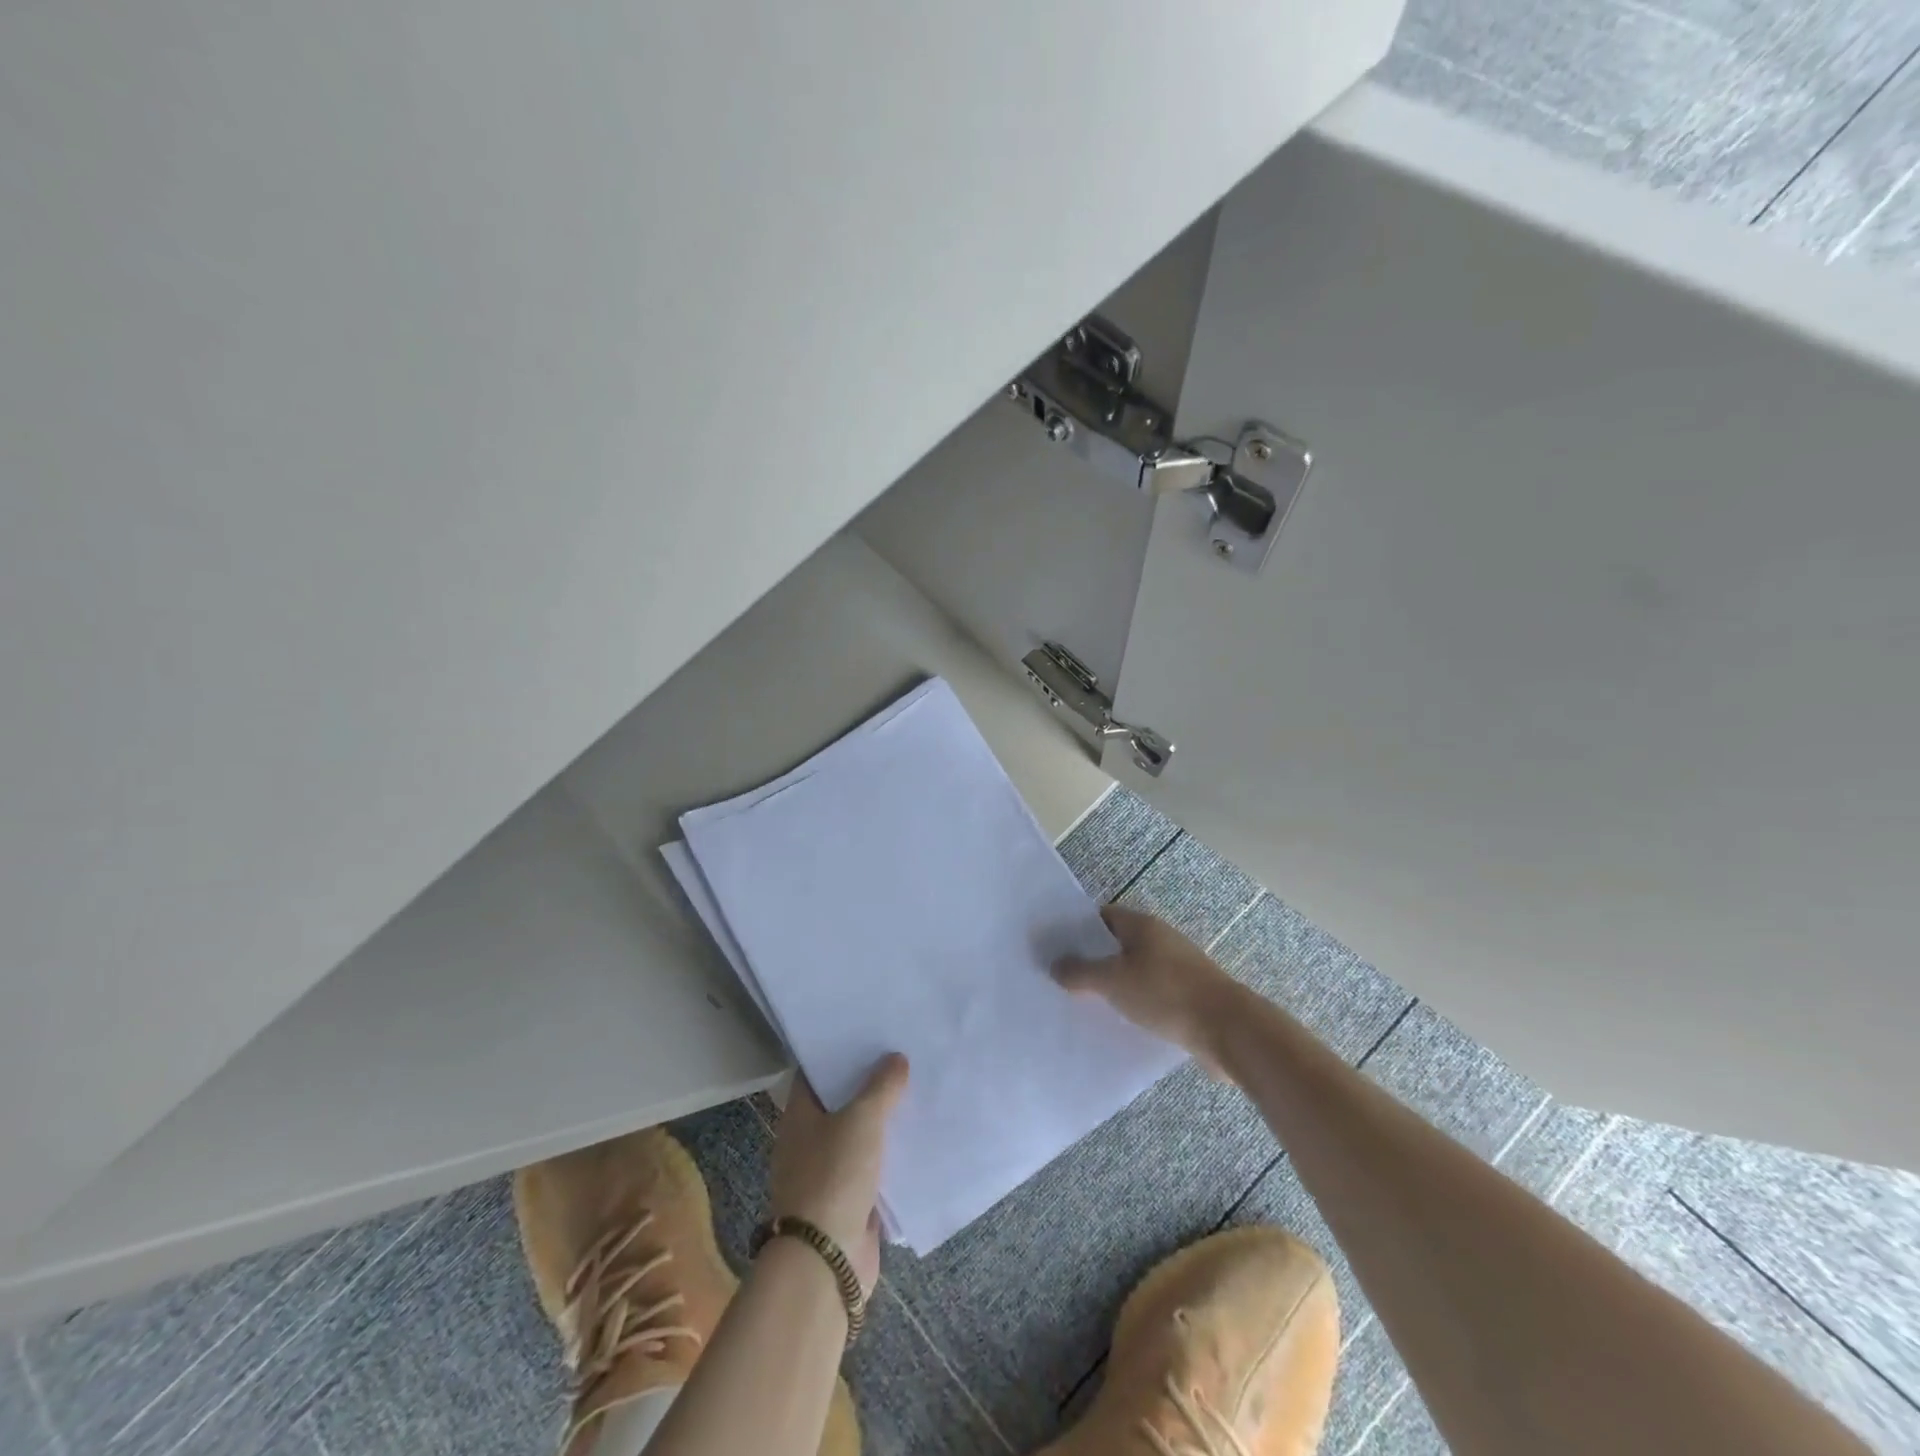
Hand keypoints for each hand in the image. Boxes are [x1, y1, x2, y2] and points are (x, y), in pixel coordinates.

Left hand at [768, 1054, 908, 1295]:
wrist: (827, 1260)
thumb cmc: (834, 1175)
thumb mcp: (861, 1119)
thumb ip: (881, 1086)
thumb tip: (896, 1058)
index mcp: (800, 1116)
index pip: (815, 1073)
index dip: (838, 1052)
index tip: (867, 1033)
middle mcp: (809, 1141)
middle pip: (839, 1103)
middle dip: (867, 1084)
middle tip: (901, 1055)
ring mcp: (829, 1173)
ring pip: (859, 1135)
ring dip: (883, 1119)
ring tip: (917, 1089)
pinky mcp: (850, 1201)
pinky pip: (874, 1167)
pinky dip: (891, 1154)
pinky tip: (918, 1137)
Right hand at [1053, 906, 1243, 1070]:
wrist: (1228, 1029)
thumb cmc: (1165, 993)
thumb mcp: (1114, 981)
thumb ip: (1081, 973)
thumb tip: (1055, 965)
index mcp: (1143, 926)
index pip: (1104, 916)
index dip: (1079, 929)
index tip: (1056, 948)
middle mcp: (1161, 940)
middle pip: (1119, 944)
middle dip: (1093, 960)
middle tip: (1064, 979)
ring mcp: (1178, 968)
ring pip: (1136, 971)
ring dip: (1114, 985)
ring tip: (1085, 1004)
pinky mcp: (1188, 996)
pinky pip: (1152, 994)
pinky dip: (1135, 1003)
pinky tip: (1120, 1023)